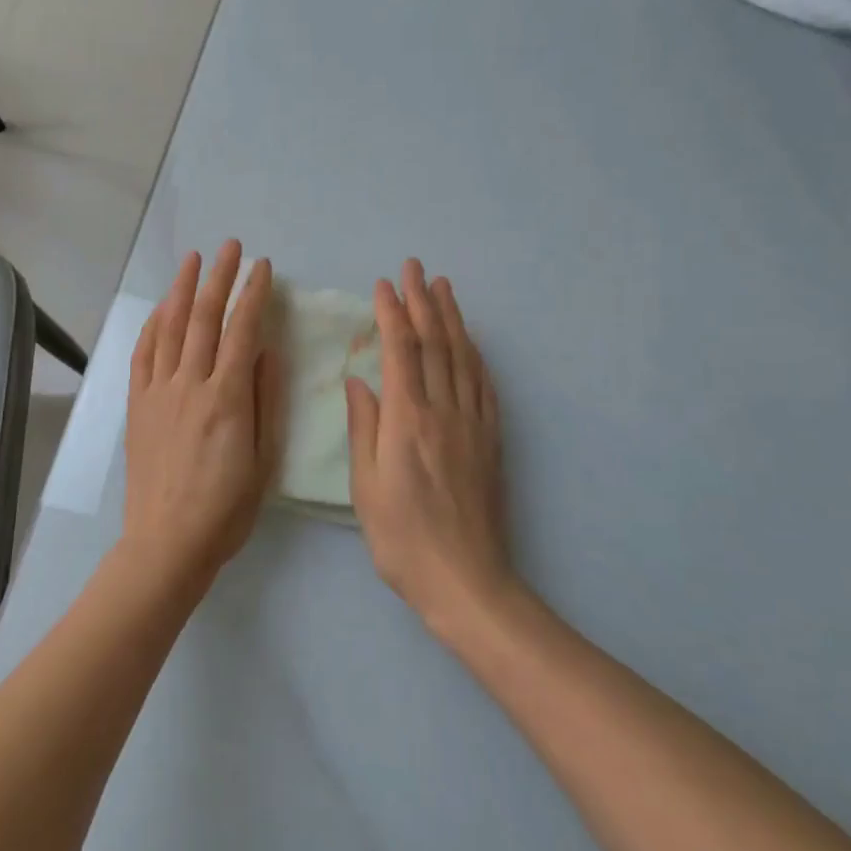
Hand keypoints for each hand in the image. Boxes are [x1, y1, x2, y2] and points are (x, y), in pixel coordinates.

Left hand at [123, 241, 279, 585]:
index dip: (253, 294)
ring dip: (182, 289)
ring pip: (170, 328)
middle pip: (204, 318)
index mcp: (226, 398)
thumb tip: (268, 350)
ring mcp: (158, 392)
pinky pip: (142, 355)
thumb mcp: (263, 459)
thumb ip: (265, 400)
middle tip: (231, 247)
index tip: (264, 268)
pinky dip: (152, 326)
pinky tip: (160, 309)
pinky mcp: (137, 405)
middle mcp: (189, 385)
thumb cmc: (226, 508)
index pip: (242, 331)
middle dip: (220, 277)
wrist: (167, 543)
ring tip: (194, 260)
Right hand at [346, 260, 515, 636]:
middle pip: (434, 344)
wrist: (467, 581)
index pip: (400, 352)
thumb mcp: (366, 488)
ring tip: (444, 288)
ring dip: (452, 319)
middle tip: (415, 268)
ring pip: (462, 358)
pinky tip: (471, 342)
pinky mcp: (491, 440)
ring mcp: (472, 424)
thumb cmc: (403, 539)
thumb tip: (359, 381)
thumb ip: (364, 429)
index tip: (384, 285)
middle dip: (423, 302)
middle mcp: (443, 412)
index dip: (392, 314)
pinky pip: (484, 386)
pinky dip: (475, 355)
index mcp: (407, 421)